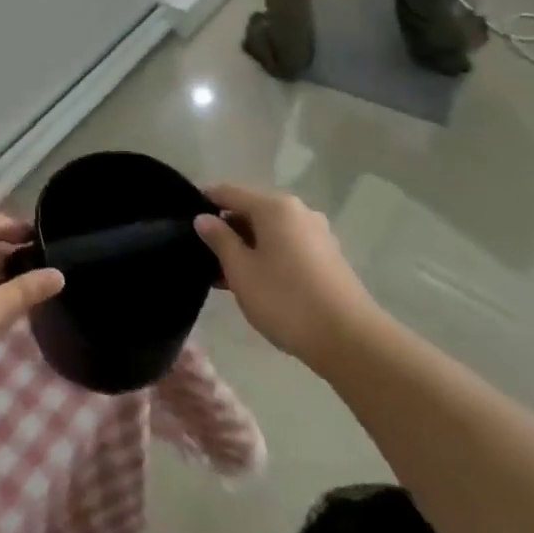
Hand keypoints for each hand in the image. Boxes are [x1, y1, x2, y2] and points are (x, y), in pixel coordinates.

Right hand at [194, 185, 381, 367]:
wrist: (350, 340)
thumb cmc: (286, 300)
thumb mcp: (241, 270)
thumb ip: (219, 239)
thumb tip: (204, 218)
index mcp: (274, 206)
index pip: (228, 192)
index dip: (204, 201)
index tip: (183, 218)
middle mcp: (297, 211)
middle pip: (251, 209)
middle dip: (226, 228)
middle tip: (202, 253)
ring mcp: (316, 233)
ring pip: (270, 230)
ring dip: (247, 245)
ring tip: (225, 274)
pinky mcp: (328, 256)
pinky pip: (287, 245)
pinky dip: (268, 255)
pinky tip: (256, 282)